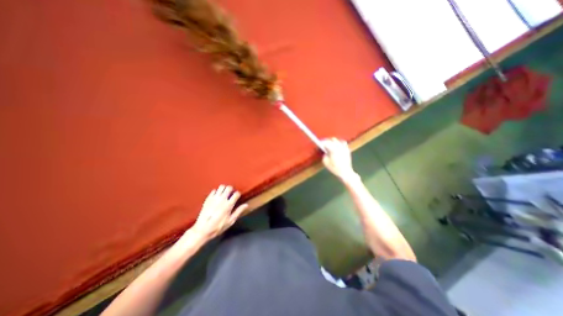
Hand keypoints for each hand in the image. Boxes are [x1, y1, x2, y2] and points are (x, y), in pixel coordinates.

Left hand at [190, 185, 246, 241]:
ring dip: (224, 189)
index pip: (236, 193)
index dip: (238, 194)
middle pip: (229, 187)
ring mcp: (214, 198)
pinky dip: (216, 192)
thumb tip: (246, 205)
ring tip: (224, 193)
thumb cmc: (218, 226)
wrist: (202, 229)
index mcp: (229, 204)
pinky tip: (216, 197)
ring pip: (221, 187)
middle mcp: (222, 199)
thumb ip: (239, 211)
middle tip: (230, 194)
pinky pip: (213, 190)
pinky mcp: (208, 199)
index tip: (237, 197)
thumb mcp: (231, 221)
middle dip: (231, 189)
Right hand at [321, 137, 355, 181]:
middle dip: (326, 142)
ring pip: (337, 140)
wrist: (345, 172)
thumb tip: (325, 152)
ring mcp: (344, 147)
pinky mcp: (347, 149)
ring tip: (330, 146)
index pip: (325, 142)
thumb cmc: (334, 168)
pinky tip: (337, 147)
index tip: (318, 145)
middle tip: (323, 146)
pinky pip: (342, 143)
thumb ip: (324, 155)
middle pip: (331, 140)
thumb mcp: (325, 162)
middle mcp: (339, 146)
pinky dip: (339, 144)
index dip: (321, 143)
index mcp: (333, 149)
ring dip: (332, 142)